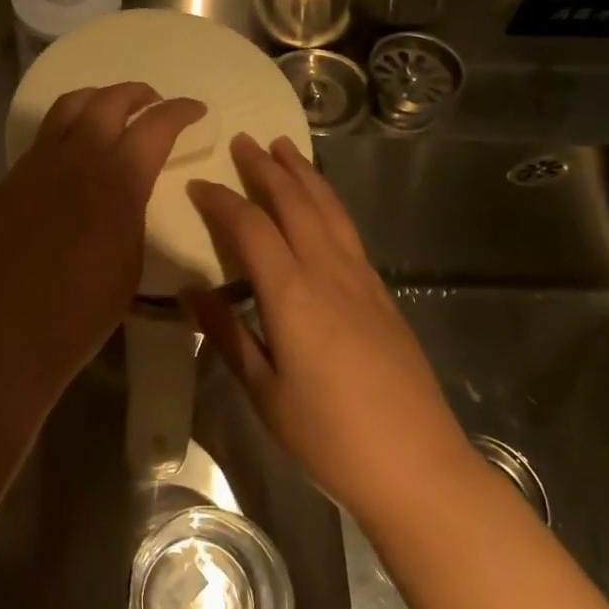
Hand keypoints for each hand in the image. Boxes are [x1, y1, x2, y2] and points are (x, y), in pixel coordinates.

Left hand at [0, 83, 206, 405]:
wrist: (11, 332)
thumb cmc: (85, 308)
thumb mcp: (133, 257)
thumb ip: (134, 207)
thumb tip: (132, 186)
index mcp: (118, 179)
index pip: (156, 124)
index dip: (180, 111)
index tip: (195, 110)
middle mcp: (77, 157)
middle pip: (109, 101)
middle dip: (138, 94)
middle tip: (153, 104)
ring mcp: (37, 164)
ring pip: (68, 106)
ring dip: (97, 100)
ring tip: (111, 112)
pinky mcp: (12, 178)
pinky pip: (43, 137)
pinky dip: (66, 128)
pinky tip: (73, 152)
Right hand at [185, 134, 473, 522]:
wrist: (418, 467)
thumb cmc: (330, 437)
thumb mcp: (264, 392)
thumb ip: (227, 334)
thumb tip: (189, 291)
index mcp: (293, 294)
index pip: (251, 227)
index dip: (221, 201)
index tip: (197, 184)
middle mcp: (330, 273)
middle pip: (296, 203)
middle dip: (267, 168)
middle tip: (244, 141)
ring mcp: (363, 280)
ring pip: (329, 209)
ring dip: (304, 175)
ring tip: (284, 148)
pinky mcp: (383, 294)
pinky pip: (348, 230)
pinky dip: (328, 203)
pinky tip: (321, 205)